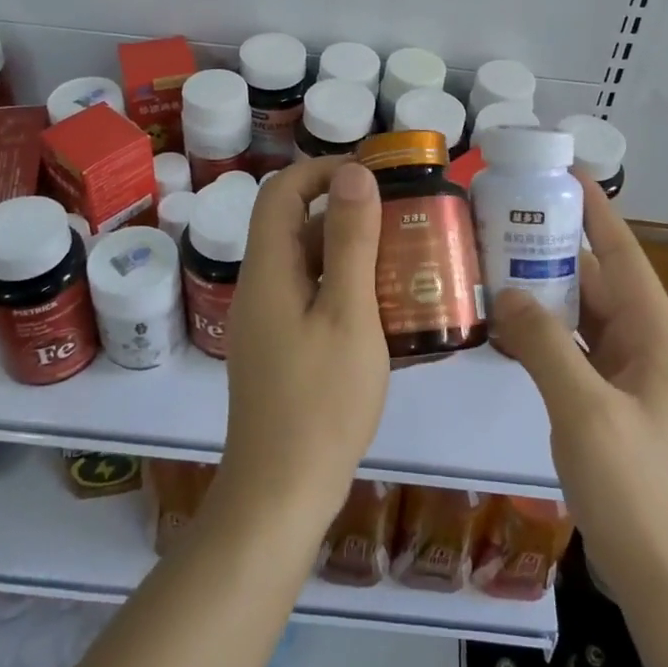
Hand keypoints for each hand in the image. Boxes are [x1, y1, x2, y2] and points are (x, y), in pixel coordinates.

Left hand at [212, 157, 390, 537]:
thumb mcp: (347, 313)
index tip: (373, 174)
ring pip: (308, 266)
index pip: (282, 192)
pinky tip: (388, 309)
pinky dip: (346, 290)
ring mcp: (268, 323)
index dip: (322, 171)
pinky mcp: (281, 351)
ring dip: (351, 254)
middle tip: (403, 217)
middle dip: (347, 213)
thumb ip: (350, 241)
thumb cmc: (320, 401)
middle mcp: (260, 288)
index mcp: (268, 270)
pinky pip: (312, 300)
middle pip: (296, 227)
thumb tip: (354, 174)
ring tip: (407, 259)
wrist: (281, 495)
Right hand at [490, 173, 667, 605]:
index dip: (597, 211)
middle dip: (556, 251)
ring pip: (586, 319)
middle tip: (505, 221)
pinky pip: (578, 354)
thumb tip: (507, 293)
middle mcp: (651, 348)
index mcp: (659, 337)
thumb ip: (543, 344)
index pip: (625, 255)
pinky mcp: (616, 407)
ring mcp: (634, 380)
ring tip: (497, 265)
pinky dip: (547, 337)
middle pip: (601, 284)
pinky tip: (508, 330)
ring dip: (547, 295)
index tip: (565, 172)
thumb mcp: (585, 410)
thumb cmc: (636, 489)